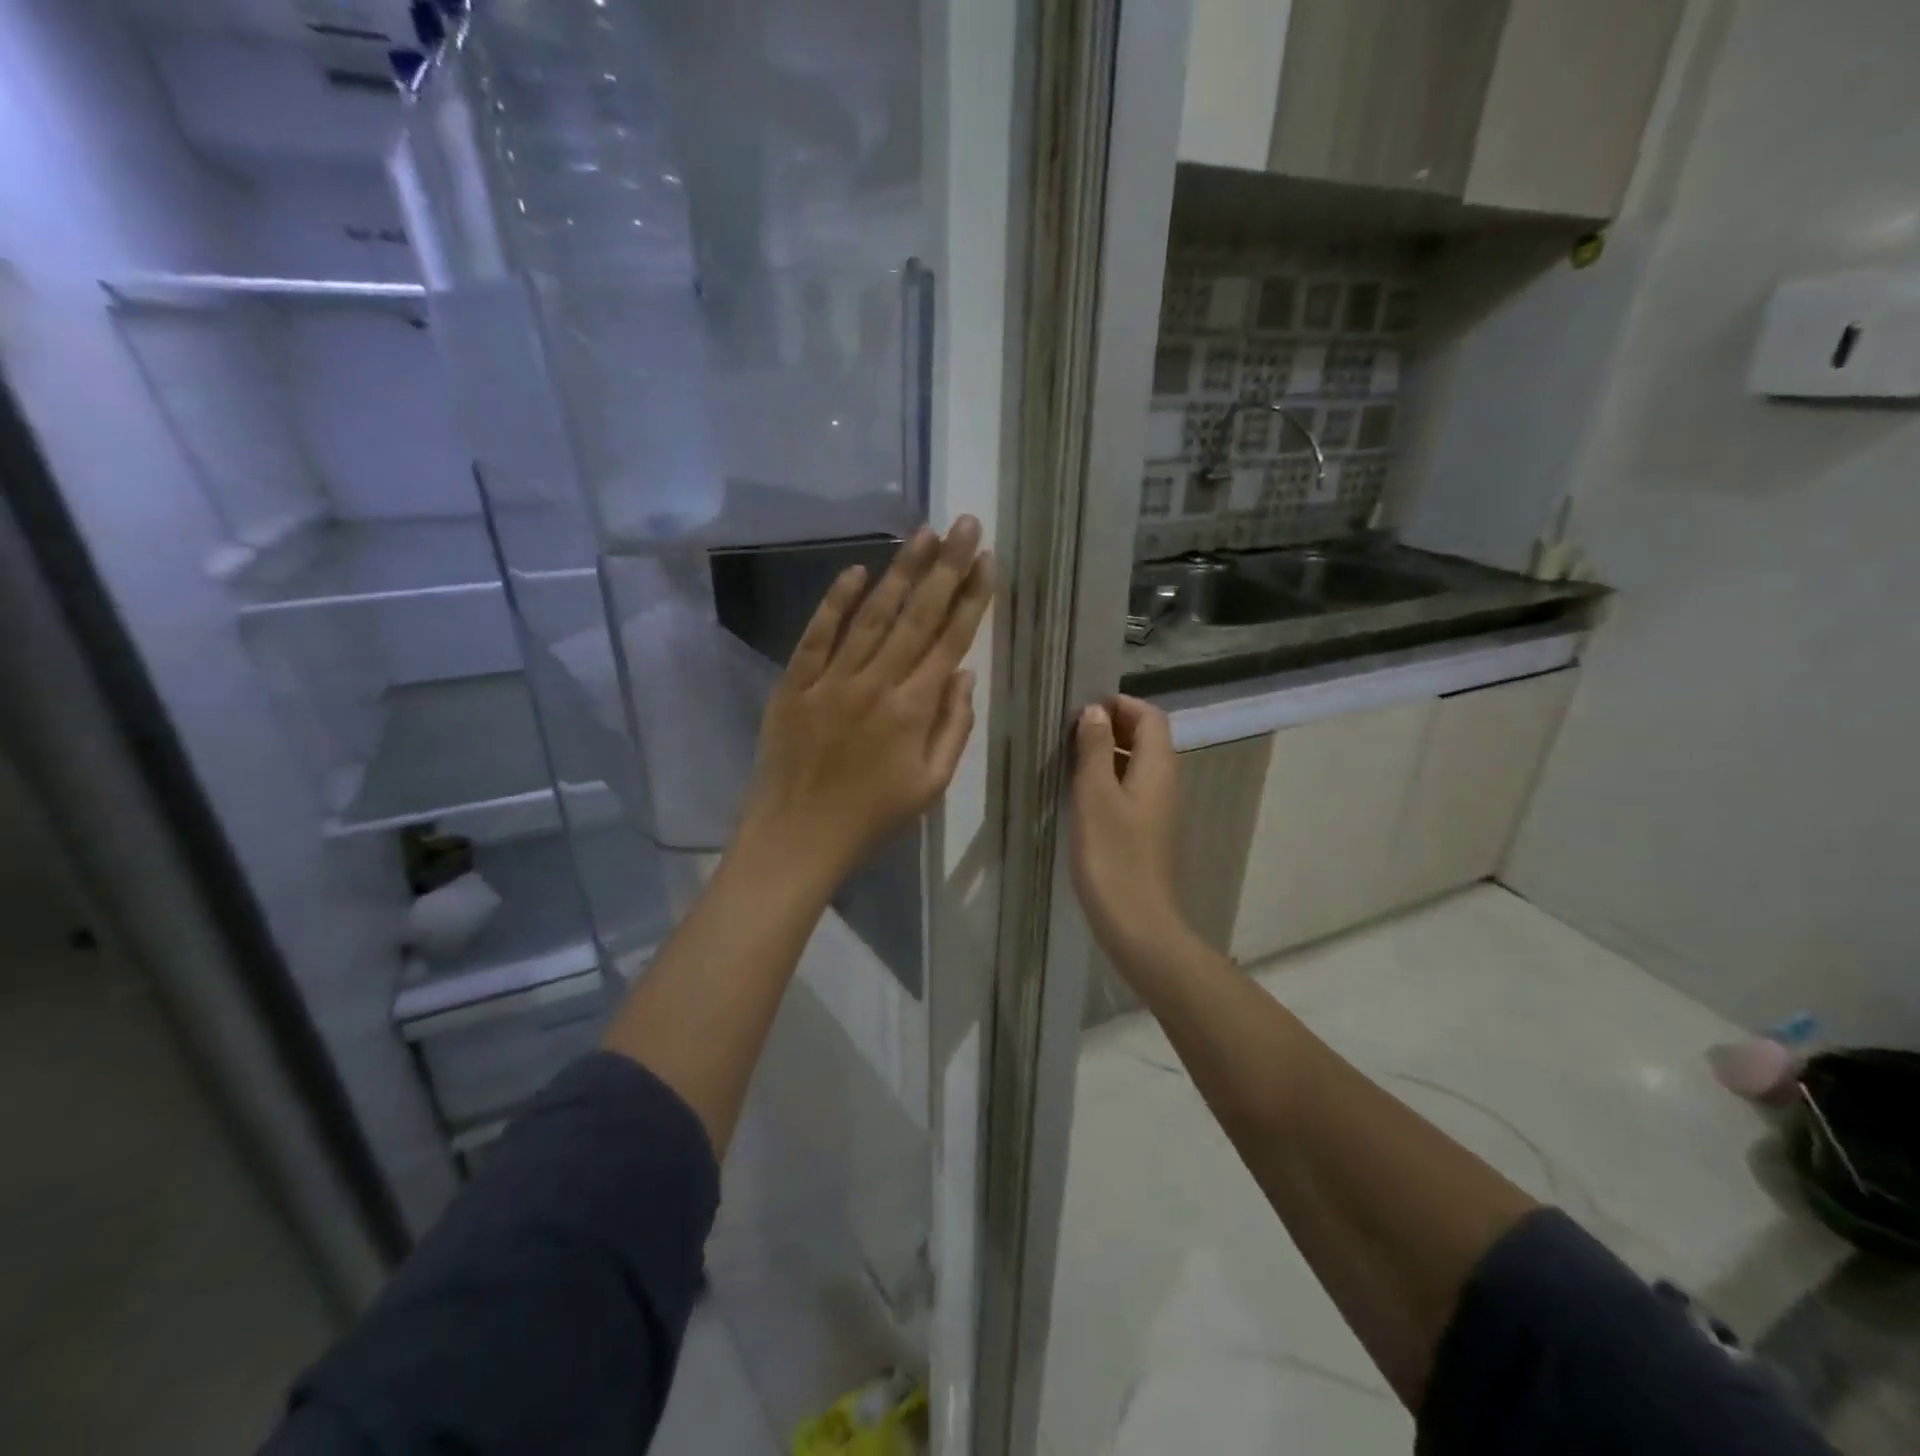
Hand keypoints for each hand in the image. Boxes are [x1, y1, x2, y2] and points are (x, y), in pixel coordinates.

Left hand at [741, 518, 992, 883]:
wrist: (797, 837)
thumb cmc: (873, 817)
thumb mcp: (931, 785)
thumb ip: (953, 727)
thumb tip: (964, 673)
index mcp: (913, 710)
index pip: (950, 640)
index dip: (972, 598)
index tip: (986, 560)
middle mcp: (876, 684)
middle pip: (916, 616)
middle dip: (946, 567)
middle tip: (965, 525)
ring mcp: (831, 680)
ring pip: (871, 615)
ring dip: (900, 572)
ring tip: (923, 534)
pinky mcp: (795, 683)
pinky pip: (817, 635)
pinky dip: (835, 601)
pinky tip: (856, 571)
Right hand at [1070, 696, 1188, 961]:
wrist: (1138, 923)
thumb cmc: (1113, 856)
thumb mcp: (1095, 796)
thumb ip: (1094, 749)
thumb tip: (1095, 711)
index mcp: (1159, 768)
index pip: (1150, 716)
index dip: (1120, 705)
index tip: (1082, 710)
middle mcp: (1166, 782)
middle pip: (1147, 738)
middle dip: (1112, 726)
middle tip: (1071, 732)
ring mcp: (1160, 809)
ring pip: (1138, 764)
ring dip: (1108, 753)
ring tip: (1070, 759)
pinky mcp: (1149, 831)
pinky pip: (1133, 789)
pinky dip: (1110, 779)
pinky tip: (1082, 795)